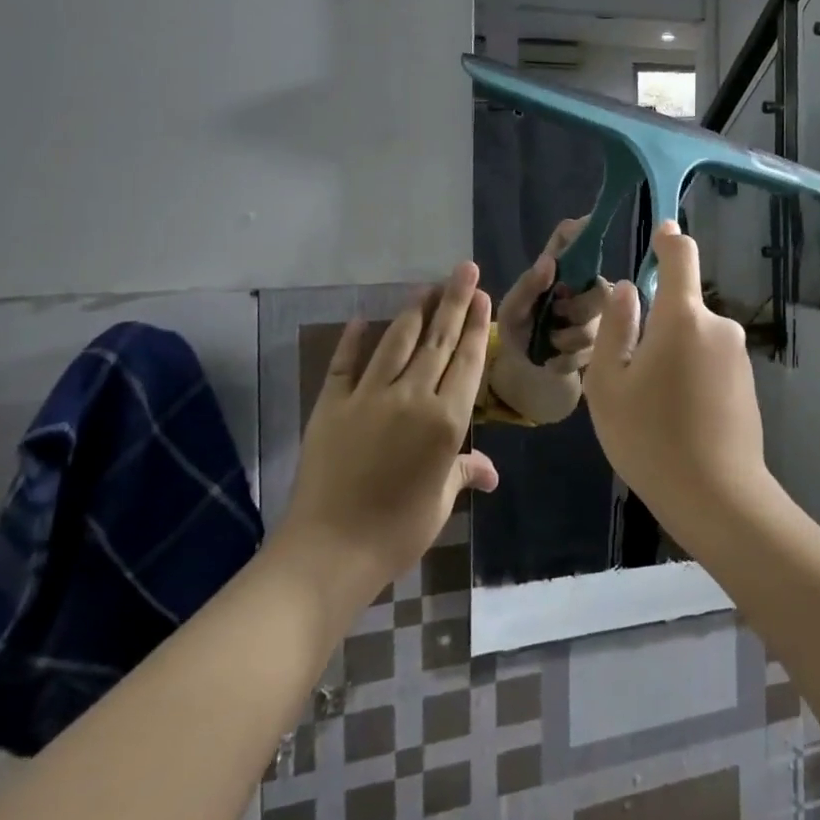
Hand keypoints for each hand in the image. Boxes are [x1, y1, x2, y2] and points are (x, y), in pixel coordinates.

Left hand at [272, 264, 500, 611]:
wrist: (330, 550)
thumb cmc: (398, 530)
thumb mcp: (441, 502)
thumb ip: (464, 472)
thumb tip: (490, 471)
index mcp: (446, 420)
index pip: (467, 361)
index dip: (476, 325)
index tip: (482, 294)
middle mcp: (412, 397)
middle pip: (438, 340)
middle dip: (453, 301)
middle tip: (463, 269)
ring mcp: (369, 396)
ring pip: (396, 342)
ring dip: (414, 312)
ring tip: (426, 286)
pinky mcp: (332, 404)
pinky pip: (344, 364)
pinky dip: (352, 340)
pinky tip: (361, 319)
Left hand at [490, 218, 610, 424]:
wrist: (526, 373)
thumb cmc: (518, 331)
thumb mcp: (512, 311)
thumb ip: (527, 286)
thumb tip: (549, 262)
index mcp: (562, 270)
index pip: (575, 239)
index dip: (583, 231)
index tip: (585, 236)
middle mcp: (587, 287)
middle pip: (600, 290)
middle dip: (576, 312)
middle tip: (554, 319)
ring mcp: (601, 316)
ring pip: (598, 326)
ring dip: (568, 341)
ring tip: (549, 345)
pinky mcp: (607, 345)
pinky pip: (596, 351)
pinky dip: (570, 359)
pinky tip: (556, 360)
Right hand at [582, 222, 768, 526]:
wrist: (717, 497)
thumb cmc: (650, 437)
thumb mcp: (608, 384)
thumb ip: (615, 327)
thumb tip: (625, 290)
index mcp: (683, 317)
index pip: (681, 256)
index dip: (668, 239)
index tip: (660, 232)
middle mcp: (718, 326)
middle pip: (680, 306)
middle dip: (654, 327)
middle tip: (628, 376)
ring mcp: (737, 355)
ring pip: (692, 337)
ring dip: (671, 354)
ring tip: (650, 406)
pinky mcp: (746, 382)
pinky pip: (709, 361)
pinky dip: (690, 374)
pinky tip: (677, 419)